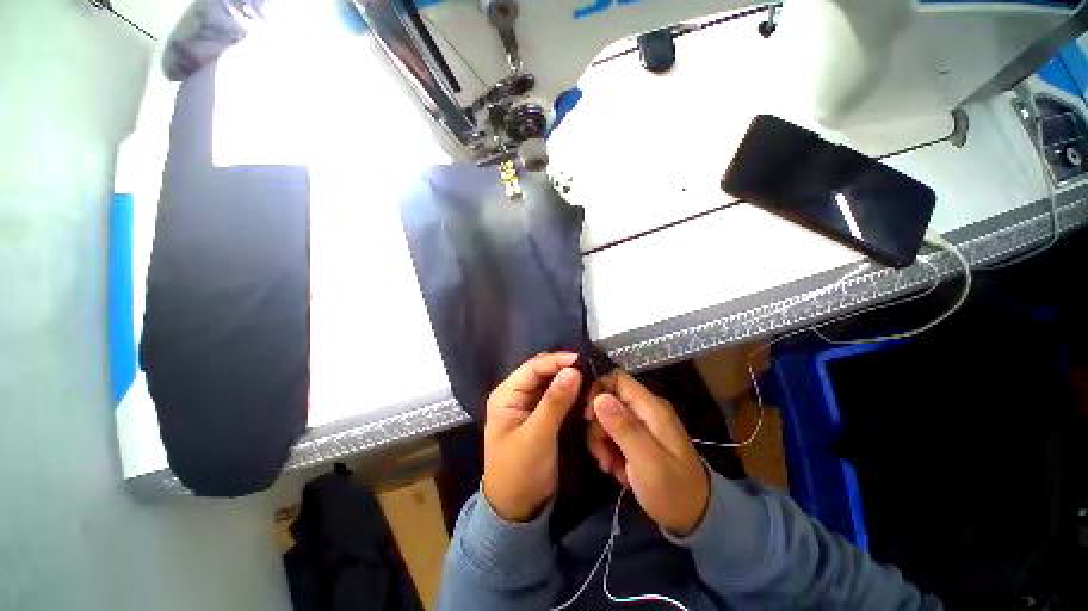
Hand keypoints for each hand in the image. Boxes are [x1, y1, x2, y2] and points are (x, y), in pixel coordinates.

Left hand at [483, 352, 582, 521]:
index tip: (580, 359)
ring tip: (589, 378)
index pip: (532, 368)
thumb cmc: (520, 471)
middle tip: (588, 369)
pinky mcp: (539, 416)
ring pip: (549, 384)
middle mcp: (515, 395)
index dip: (555, 360)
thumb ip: (554, 402)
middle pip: (541, 373)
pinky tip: (582, 393)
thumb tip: (573, 370)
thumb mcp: (537, 436)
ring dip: (567, 381)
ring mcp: (527, 406)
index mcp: (506, 395)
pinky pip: (554, 397)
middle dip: (562, 369)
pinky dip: (568, 394)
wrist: (517, 509)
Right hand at [586, 371, 709, 535]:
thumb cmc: (674, 491)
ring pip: (608, 417)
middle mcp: (647, 409)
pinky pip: (615, 432)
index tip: (588, 418)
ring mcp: (644, 422)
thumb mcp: (647, 462)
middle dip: (598, 426)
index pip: (617, 379)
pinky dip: (611, 449)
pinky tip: (618, 470)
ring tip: (611, 468)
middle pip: (609, 400)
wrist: (697, 516)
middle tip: (602, 457)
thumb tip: (599, 397)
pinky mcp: (641, 436)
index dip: (598, 391)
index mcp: (652, 408)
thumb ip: (624, 428)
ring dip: (603, 442)